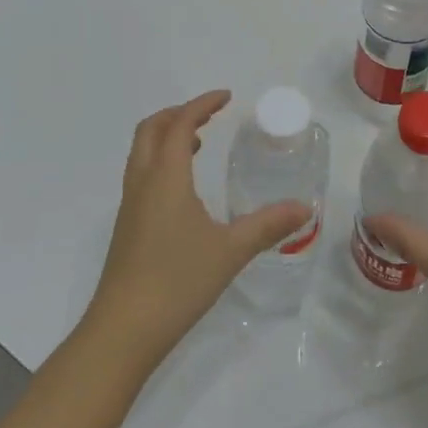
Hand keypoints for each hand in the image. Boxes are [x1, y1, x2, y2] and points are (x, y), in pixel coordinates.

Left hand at [84, 90, 310, 369]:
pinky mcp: (126, 227)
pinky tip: (184, 189)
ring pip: (142, 152)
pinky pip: (141, 174)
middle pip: (152, 129)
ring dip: (167, 137)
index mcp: (166, 177)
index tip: (226, 97)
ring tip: (199, 143)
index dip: (202, 104)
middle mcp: (142, 182)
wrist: (122, 331)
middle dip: (178, 113)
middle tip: (209, 114)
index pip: (180, 123)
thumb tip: (305, 207)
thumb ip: (267, 226)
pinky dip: (161, 161)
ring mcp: (130, 205)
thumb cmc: (177, 282)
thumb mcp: (230, 251)